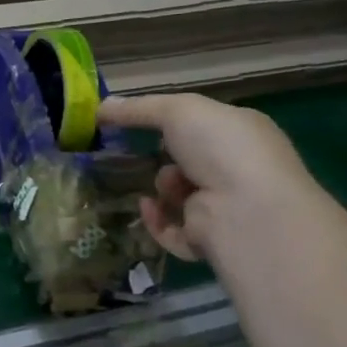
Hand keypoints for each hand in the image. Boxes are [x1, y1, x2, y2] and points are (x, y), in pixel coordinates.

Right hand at [95, 93, 314, 261]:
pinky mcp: (210, 240)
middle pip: (190, 162)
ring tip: (164, 186)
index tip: (139, 125)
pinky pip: (172, 230)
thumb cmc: (220, 147)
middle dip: (164, 159)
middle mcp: (239, 170)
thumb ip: (137, 108)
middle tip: (139, 155)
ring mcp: (227, 207)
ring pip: (179, 197)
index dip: (174, 124)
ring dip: (163, 188)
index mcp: (242, 133)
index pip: (205, 126)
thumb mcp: (176, 111)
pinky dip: (157, 221)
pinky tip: (148, 208)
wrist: (246, 210)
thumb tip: (100, 106)